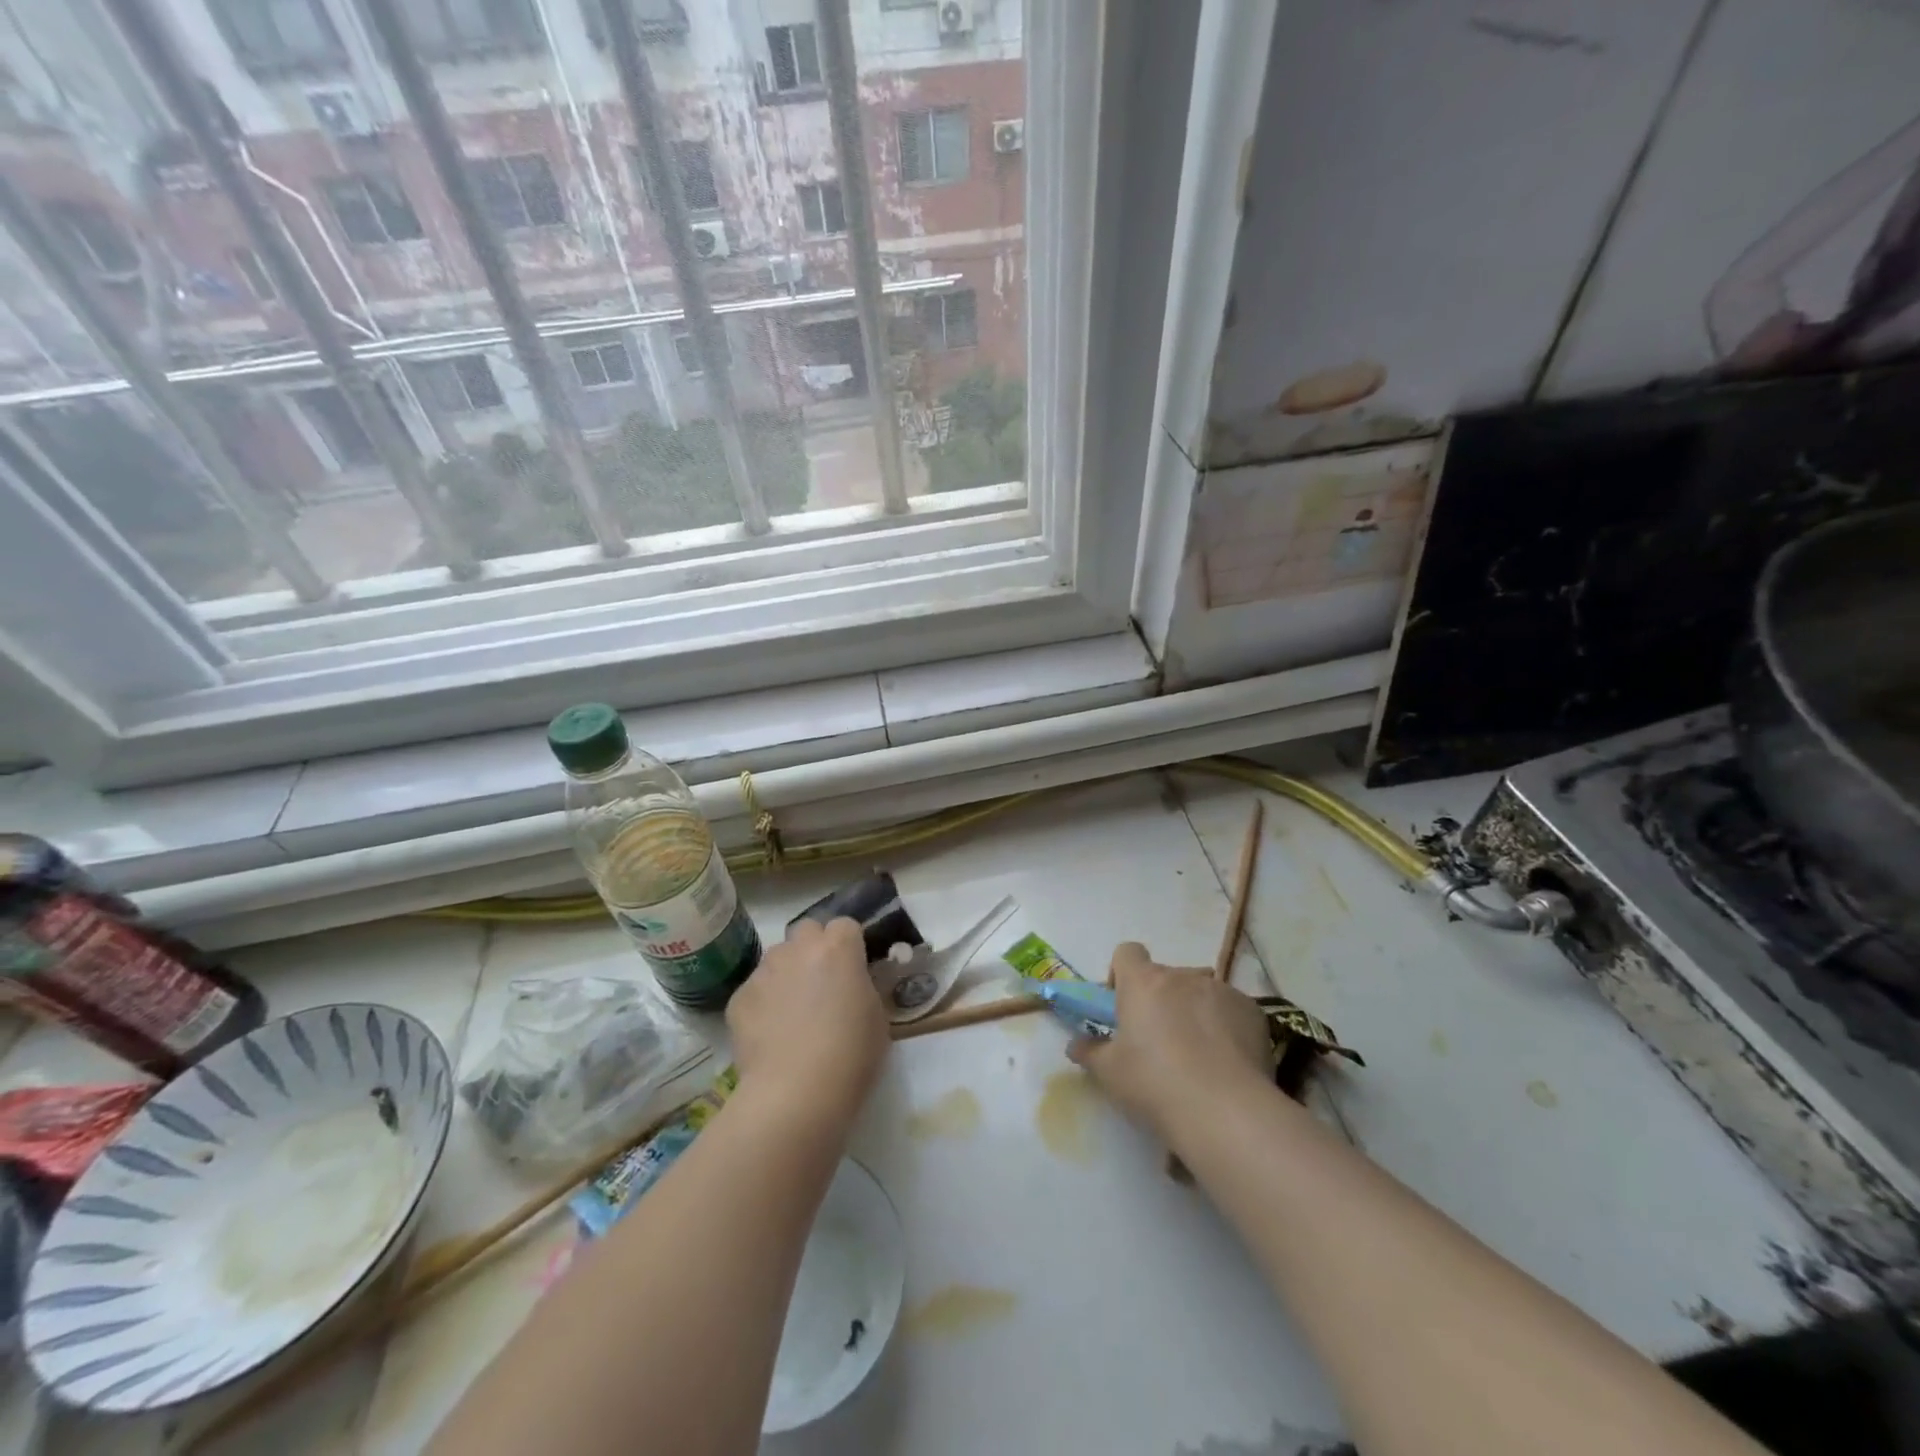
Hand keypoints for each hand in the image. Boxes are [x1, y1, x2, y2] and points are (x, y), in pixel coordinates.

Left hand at [727, 916, 887, 1126]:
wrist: (795, 1095)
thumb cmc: (850, 1056)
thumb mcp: (876, 1017)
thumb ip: (862, 988)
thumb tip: (851, 984)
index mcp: (838, 948)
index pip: (845, 925)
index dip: (849, 945)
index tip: (852, 969)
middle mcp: (799, 949)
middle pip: (807, 929)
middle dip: (813, 948)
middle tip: (821, 983)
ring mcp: (764, 971)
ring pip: (777, 957)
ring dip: (786, 973)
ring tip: (791, 1012)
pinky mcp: (738, 997)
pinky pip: (755, 989)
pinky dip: (763, 1003)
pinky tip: (770, 1035)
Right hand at [1068, 942, 1272, 1144]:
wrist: (1225, 1111)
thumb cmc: (1154, 1084)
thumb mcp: (1109, 1074)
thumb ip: (1089, 1052)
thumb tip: (1076, 1044)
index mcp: (1142, 982)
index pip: (1127, 952)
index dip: (1122, 975)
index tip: (1123, 1008)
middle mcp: (1181, 976)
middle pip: (1165, 977)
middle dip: (1160, 1001)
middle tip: (1158, 1042)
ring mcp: (1221, 990)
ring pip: (1199, 993)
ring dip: (1193, 1013)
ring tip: (1199, 1057)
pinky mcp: (1252, 1011)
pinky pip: (1231, 1010)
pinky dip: (1226, 1027)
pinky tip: (1228, 1064)